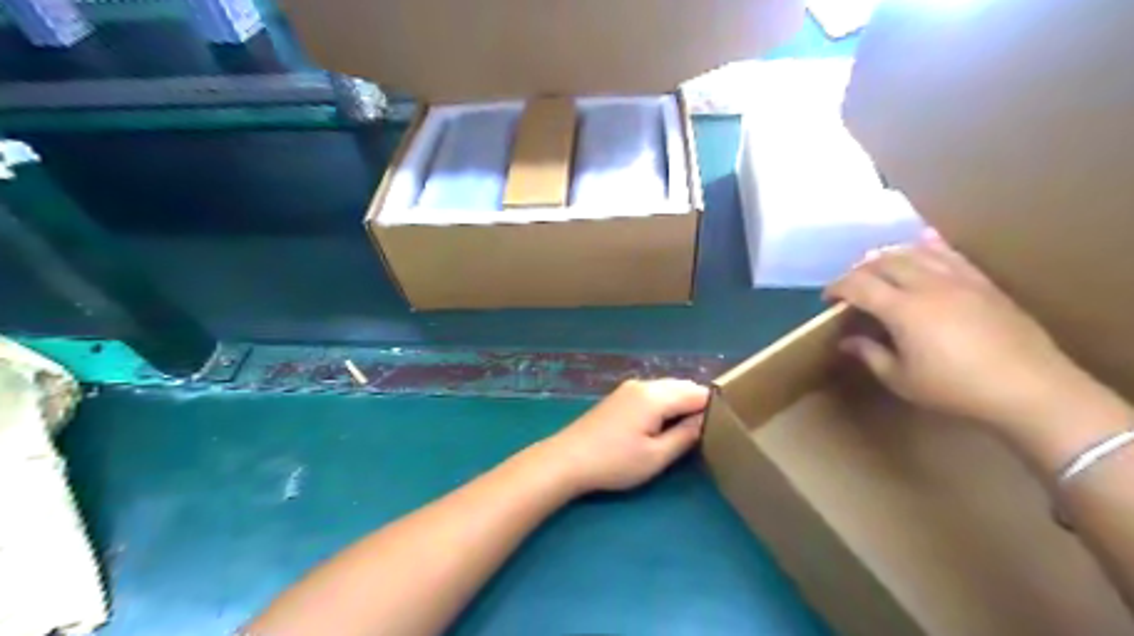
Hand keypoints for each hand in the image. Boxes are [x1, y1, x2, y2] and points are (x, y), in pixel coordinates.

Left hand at [537, 381, 705, 493]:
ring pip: (667, 388)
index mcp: (656, 396)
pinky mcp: (620, 396)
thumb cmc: (614, 462)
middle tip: (710, 430)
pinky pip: (653, 393)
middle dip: (698, 404)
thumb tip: (706, 421)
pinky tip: (664, 424)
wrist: (568, 459)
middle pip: (683, 386)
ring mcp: (630, 388)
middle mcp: (644, 384)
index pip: (698, 393)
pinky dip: (665, 404)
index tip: (726, 426)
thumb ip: (685, 436)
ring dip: (681, 403)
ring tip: (690, 429)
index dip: (714, 408)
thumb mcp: (656, 456)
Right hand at [827, 238, 1108, 437]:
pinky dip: (930, 246)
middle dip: (860, 270)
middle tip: (850, 286)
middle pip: (884, 262)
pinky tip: (923, 242)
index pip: (859, 284)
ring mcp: (958, 280)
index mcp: (903, 309)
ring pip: (915, 252)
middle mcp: (927, 285)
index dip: (837, 287)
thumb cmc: (956, 389)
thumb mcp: (901, 379)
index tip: (827, 298)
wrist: (1029, 388)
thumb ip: (869, 354)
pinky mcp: (982, 282)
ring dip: (890, 255)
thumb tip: (846, 341)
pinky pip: (950, 254)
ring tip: (879, 267)